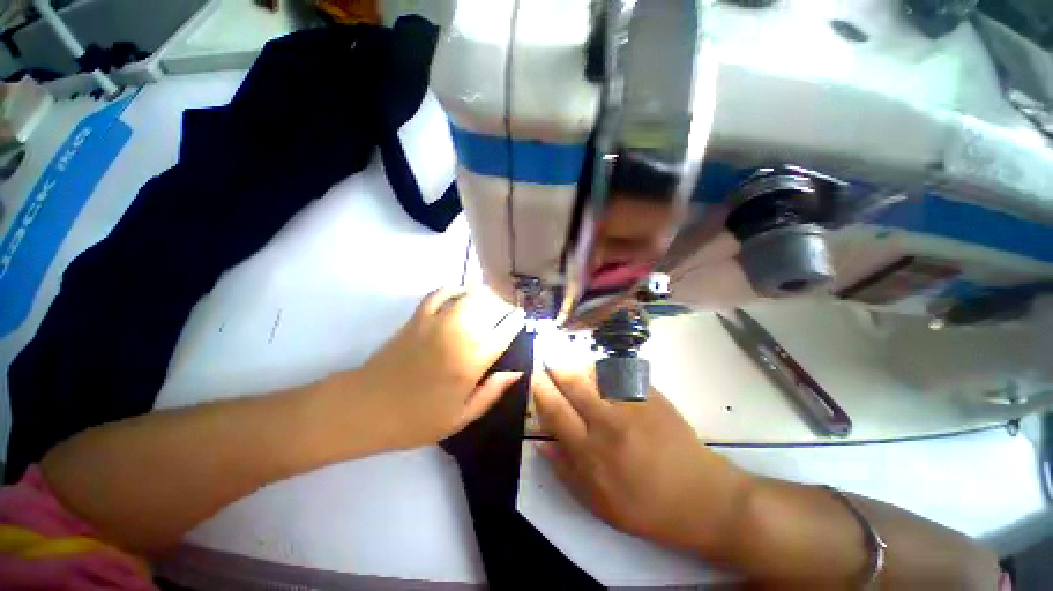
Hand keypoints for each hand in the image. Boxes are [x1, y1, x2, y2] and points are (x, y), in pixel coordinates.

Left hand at [347, 288, 525, 451]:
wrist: (366, 408)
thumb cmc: (416, 420)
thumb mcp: (461, 417)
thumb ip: (492, 392)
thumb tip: (516, 372)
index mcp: (472, 361)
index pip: (503, 332)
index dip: (515, 321)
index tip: (521, 316)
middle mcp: (458, 335)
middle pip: (488, 307)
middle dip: (501, 305)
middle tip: (505, 311)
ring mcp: (436, 322)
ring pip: (467, 296)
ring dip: (482, 294)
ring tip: (489, 299)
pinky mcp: (417, 318)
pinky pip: (439, 294)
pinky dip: (453, 289)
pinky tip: (460, 292)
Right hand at [531, 368, 754, 556]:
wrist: (703, 498)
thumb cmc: (647, 508)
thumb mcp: (599, 504)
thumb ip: (566, 471)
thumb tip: (542, 443)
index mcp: (591, 453)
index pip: (556, 411)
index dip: (541, 389)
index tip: (533, 375)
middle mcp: (608, 422)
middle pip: (573, 383)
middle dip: (555, 367)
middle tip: (547, 358)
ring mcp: (632, 405)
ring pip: (596, 372)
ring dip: (579, 364)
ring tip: (571, 363)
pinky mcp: (651, 396)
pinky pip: (621, 373)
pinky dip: (604, 369)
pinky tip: (600, 371)